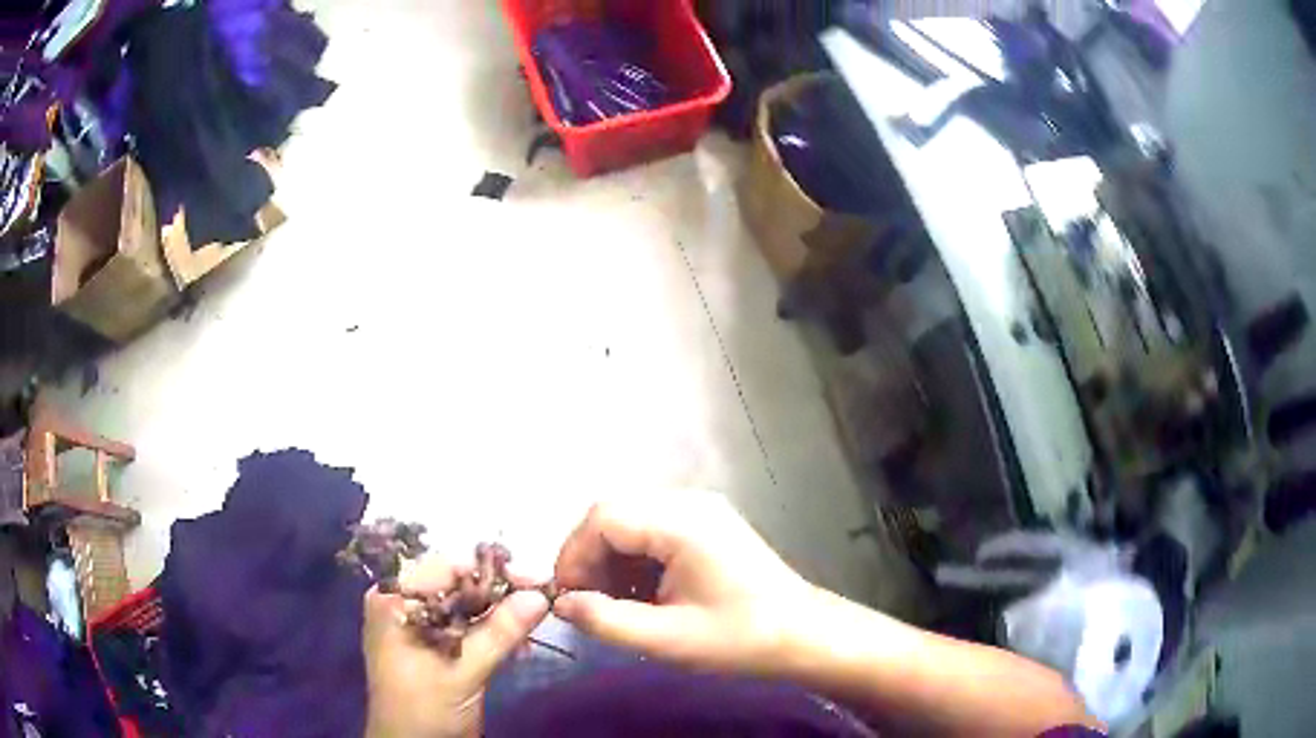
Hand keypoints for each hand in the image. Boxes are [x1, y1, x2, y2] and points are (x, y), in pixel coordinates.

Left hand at [363, 557, 548, 737]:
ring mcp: (417, 626)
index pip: (446, 568)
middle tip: (542, 600)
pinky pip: (465, 627)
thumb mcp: (463, 671)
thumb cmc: (425, 709)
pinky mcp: (433, 647)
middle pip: (457, 585)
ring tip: (534, 625)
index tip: (536, 580)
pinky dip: (492, 632)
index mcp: (394, 600)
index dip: (492, 572)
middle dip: (500, 594)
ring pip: (465, 606)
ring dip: (500, 614)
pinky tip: (519, 643)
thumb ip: (500, 632)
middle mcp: (403, 604)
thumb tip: (541, 595)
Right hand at [552, 491, 814, 674]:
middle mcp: (690, 504)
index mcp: (682, 523)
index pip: (603, 517)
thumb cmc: (740, 639)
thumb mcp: (667, 639)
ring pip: (632, 523)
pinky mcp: (708, 526)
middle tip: (587, 603)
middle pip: (615, 515)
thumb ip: (606, 620)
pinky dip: (636, 562)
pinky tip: (641, 596)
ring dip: (612, 561)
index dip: (573, 554)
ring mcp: (702, 512)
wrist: (804, 635)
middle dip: (590, 558)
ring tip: (614, 605)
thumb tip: (562, 604)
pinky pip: (654, 533)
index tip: (566, 596)